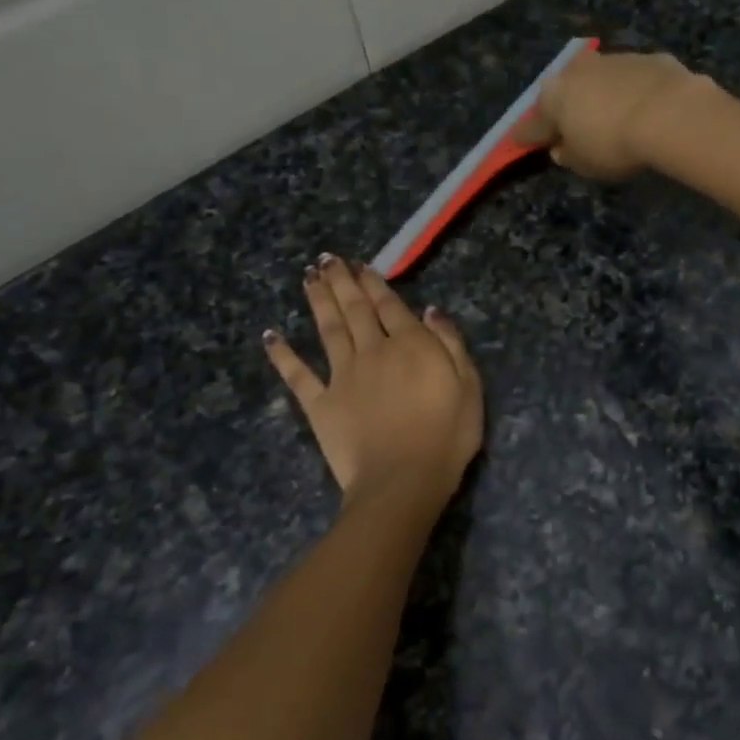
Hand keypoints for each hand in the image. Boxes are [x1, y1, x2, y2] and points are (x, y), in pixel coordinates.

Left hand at [264, 256, 483, 499]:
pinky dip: (282, 355)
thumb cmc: (447, 436)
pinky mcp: (320, 404)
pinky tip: (270, 336)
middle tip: (326, 259)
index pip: (389, 305)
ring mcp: (342, 376)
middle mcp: (372, 351)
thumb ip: (450, 343)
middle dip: (341, 281)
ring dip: (317, 301)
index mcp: (409, 344)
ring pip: (328, 330)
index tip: (361, 264)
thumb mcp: (469, 386)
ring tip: (308, 277)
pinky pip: (297, 375)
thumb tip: (431, 310)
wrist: (403, 480)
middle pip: (354, 309)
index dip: (375, 282)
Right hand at [521, 49, 711, 180]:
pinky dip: (633, 91)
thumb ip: (569, 156)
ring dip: (601, 94)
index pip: (533, 124)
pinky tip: (645, 107)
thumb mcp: (585, 164)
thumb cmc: (614, 144)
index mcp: (553, 97)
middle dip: (566, 107)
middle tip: (572, 125)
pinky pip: (633, 79)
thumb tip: (561, 149)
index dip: (528, 136)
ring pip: (599, 79)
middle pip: (565, 92)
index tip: (521, 141)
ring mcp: (613, 60)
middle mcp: (577, 71)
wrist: (669, 113)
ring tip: (612, 115)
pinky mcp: (648, 58)